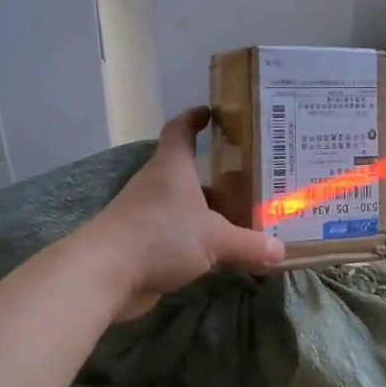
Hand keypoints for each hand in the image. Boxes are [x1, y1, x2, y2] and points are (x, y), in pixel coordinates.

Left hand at [89, 108, 283, 315]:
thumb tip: (280, 251)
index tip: (210, 113)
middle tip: (249, 179)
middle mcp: (156, 185)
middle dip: (215, 176)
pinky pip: (173, 235)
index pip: (180, 130)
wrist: (105, 273)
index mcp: (172, 168)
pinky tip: (216, 253)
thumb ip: (249, 244)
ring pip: (181, 206)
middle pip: (186, 172)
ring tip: (240, 217)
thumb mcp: (215, 239)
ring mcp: (144, 214)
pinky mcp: (139, 244)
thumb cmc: (161, 236)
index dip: (194, 119)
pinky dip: (193, 240)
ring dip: (206, 211)